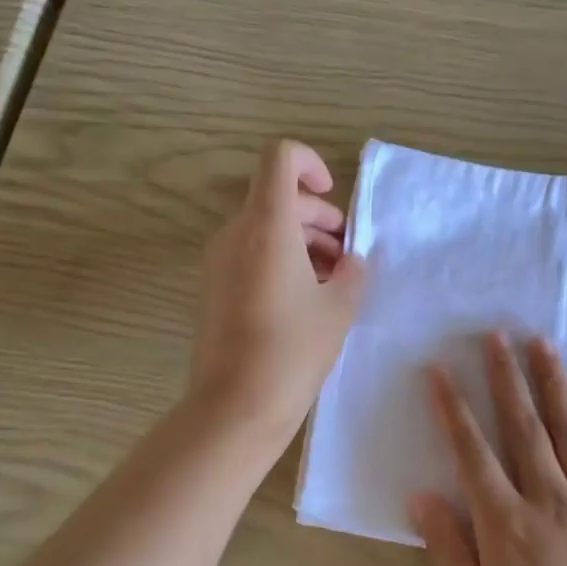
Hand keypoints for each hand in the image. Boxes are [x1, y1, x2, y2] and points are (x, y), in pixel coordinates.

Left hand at [189, 140, 365, 449]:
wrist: (235, 407)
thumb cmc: (293, 351)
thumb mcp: (339, 308)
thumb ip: (352, 272)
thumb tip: (349, 263)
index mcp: (266, 226)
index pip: (279, 158)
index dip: (310, 164)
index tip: (333, 199)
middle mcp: (235, 234)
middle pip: (277, 198)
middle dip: (318, 217)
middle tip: (347, 254)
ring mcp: (219, 262)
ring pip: (265, 229)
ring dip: (303, 242)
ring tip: (334, 281)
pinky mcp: (214, 289)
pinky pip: (251, 256)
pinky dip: (282, 262)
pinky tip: (308, 300)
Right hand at [411, 333, 566, 565]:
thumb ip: (448, 547)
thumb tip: (422, 496)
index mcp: (504, 522)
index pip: (472, 450)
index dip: (453, 407)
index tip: (441, 369)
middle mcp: (547, 499)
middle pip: (522, 426)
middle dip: (506, 376)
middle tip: (497, 334)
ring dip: (554, 385)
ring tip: (543, 344)